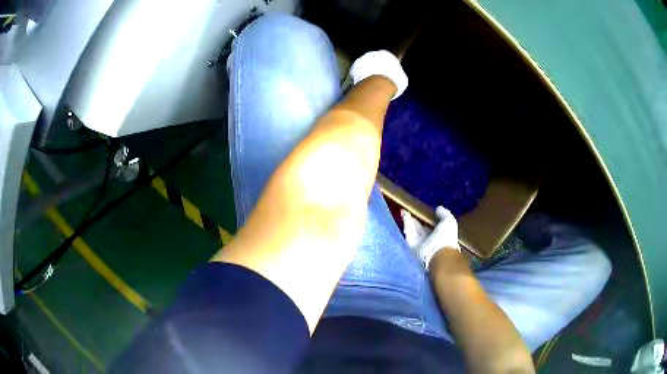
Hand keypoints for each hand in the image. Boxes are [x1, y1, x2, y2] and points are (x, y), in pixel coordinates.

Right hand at [401, 206, 459, 268]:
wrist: (438, 253)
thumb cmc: (446, 237)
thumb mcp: (449, 221)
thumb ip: (444, 213)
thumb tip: (438, 208)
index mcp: (440, 234)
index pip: (432, 225)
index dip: (428, 217)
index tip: (423, 209)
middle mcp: (429, 238)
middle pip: (420, 227)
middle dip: (416, 218)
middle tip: (410, 208)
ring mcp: (420, 242)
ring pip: (413, 229)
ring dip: (408, 219)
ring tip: (404, 209)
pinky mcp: (411, 244)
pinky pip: (408, 232)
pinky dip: (406, 223)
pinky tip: (404, 214)